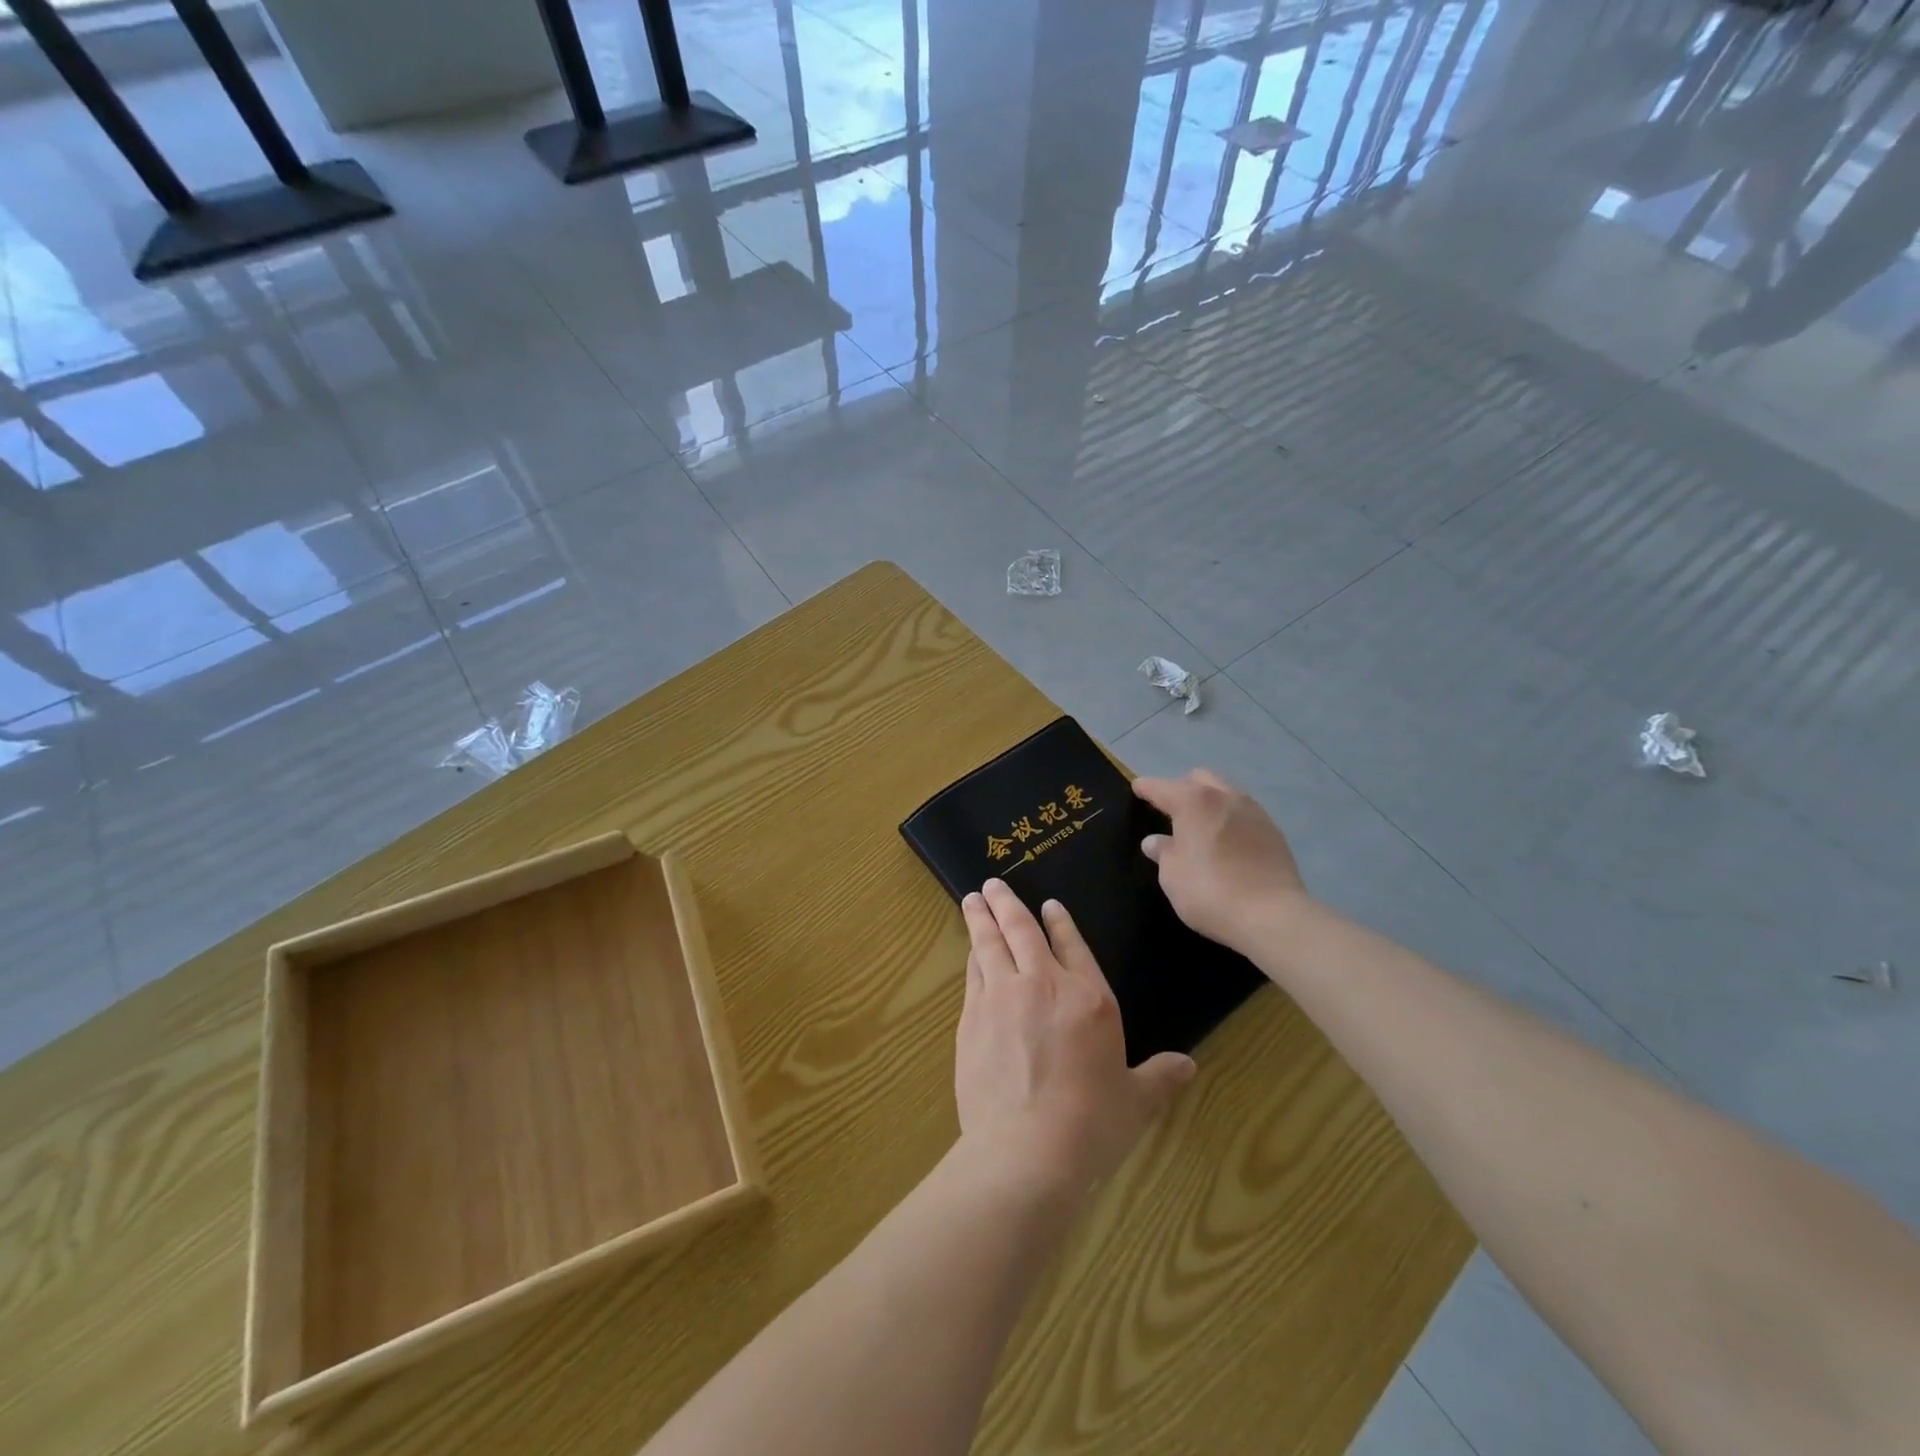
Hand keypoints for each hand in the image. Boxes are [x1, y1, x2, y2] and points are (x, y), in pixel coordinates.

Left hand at [956, 880, 1194, 1193]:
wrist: (1026, 1151)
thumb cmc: (1091, 1125)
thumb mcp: (1135, 1101)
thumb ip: (1160, 1077)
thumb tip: (1189, 1065)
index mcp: (1089, 999)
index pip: (1072, 946)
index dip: (1060, 922)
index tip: (1048, 904)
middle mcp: (1042, 985)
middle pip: (1021, 931)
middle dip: (1006, 904)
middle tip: (991, 884)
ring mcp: (1001, 997)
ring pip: (989, 944)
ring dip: (981, 919)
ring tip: (972, 900)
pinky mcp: (971, 1018)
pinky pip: (972, 974)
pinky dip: (971, 956)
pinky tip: (969, 951)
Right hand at [1132, 770, 1308, 950]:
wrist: (1273, 916)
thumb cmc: (1210, 891)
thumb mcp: (1172, 875)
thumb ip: (1163, 852)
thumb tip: (1155, 841)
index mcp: (1194, 801)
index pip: (1162, 787)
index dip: (1147, 788)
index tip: (1137, 788)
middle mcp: (1225, 796)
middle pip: (1199, 779)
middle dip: (1183, 788)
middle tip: (1172, 810)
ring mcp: (1254, 811)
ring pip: (1226, 793)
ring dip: (1210, 802)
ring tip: (1201, 825)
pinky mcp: (1274, 831)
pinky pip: (1244, 814)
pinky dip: (1230, 819)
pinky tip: (1226, 841)